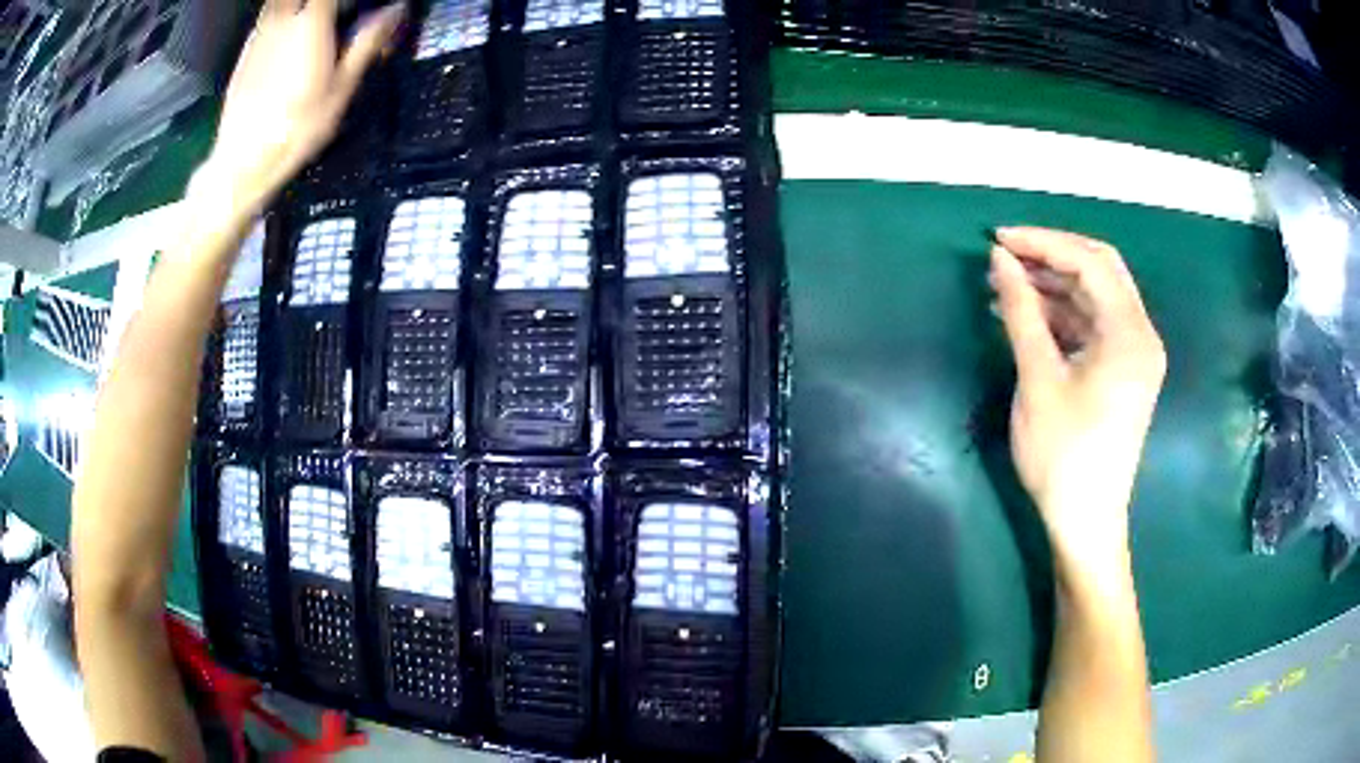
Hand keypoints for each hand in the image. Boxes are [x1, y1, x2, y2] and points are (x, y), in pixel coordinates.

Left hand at [199, 0, 404, 217]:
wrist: (242, 162)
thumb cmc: (297, 128)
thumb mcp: (342, 88)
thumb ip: (366, 42)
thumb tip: (396, 9)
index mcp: (312, 22)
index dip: (346, 0)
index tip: (357, 8)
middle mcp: (283, 20)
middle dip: (322, 5)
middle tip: (334, 16)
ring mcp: (259, 35)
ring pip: (280, 3)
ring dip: (299, 9)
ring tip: (312, 28)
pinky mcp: (244, 54)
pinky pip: (266, 20)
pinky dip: (281, 20)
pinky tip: (286, 42)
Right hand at [989, 227, 1165, 574]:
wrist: (1085, 520)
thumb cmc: (1063, 453)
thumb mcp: (1038, 378)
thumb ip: (1021, 311)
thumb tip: (999, 259)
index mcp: (1130, 333)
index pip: (1090, 262)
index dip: (1043, 242)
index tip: (998, 239)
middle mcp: (1140, 334)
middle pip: (1100, 270)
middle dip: (1052, 255)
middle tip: (1006, 254)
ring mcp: (1134, 353)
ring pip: (1095, 296)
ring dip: (1053, 285)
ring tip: (1005, 284)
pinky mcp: (1123, 371)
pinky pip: (1093, 324)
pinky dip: (1062, 314)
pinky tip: (1026, 315)